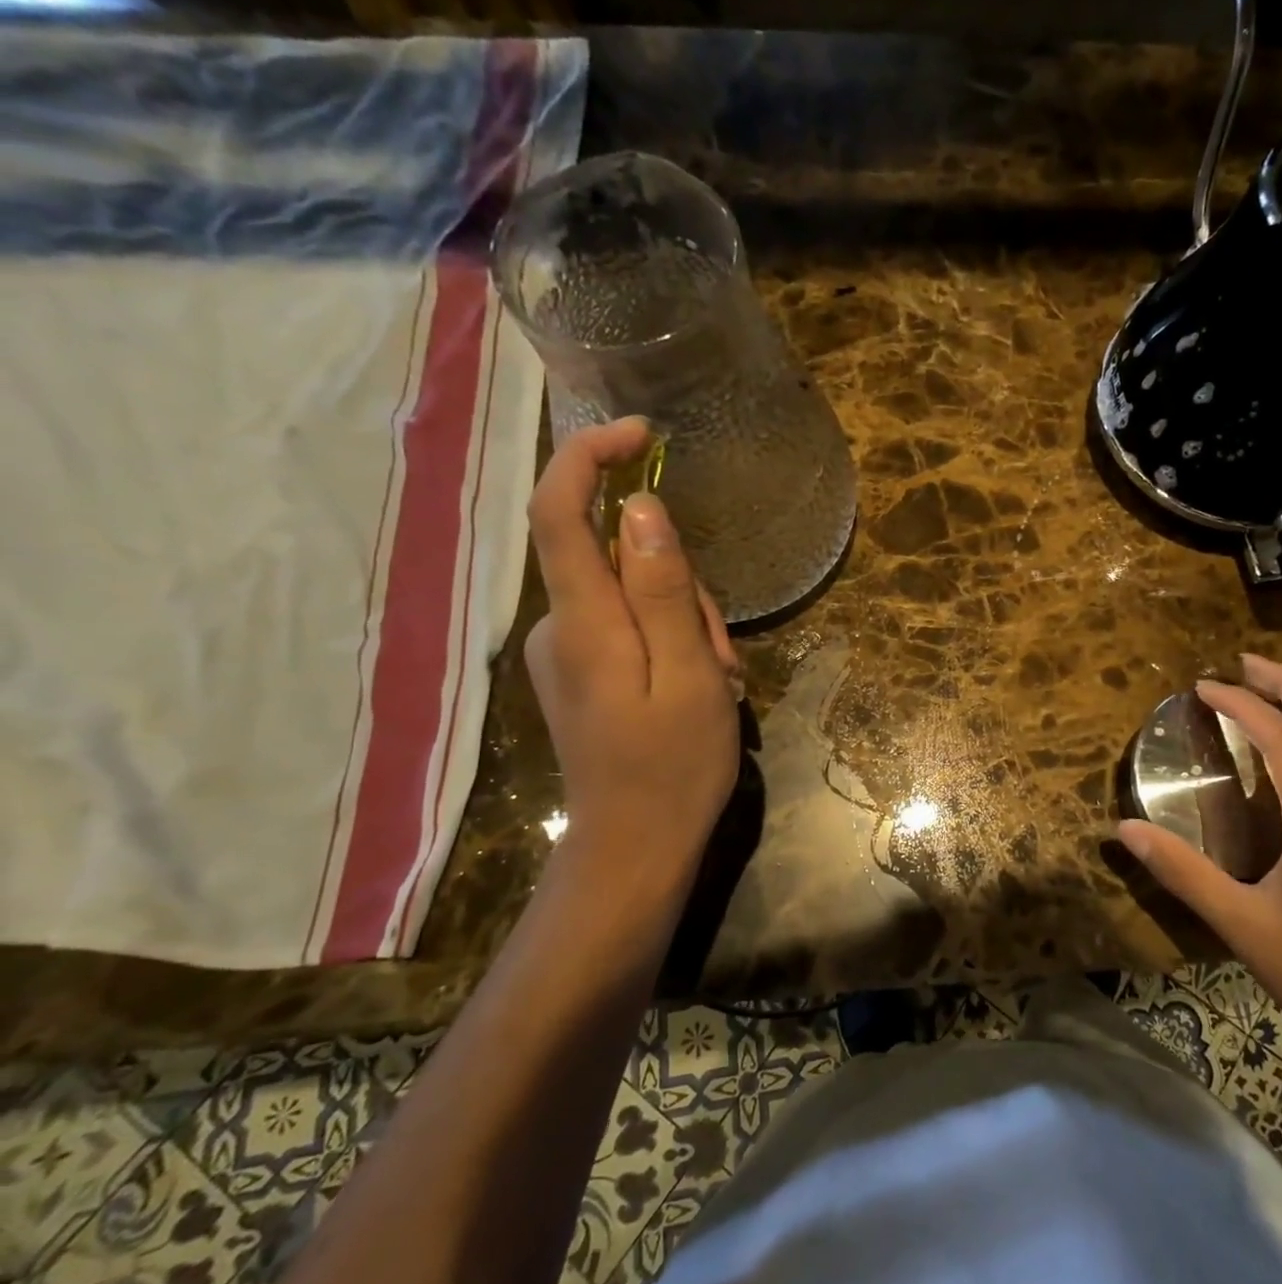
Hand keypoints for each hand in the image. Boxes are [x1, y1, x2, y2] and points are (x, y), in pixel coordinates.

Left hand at [524, 418, 741, 897]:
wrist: (634, 849)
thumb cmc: (673, 766)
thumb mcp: (691, 675)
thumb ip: (664, 591)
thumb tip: (643, 508)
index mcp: (584, 622)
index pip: (559, 512)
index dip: (590, 458)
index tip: (641, 435)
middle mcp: (560, 626)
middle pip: (618, 557)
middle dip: (680, 582)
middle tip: (719, 651)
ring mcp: (566, 651)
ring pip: (633, 593)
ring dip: (685, 620)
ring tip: (715, 679)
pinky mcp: (580, 671)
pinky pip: (629, 625)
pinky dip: (670, 640)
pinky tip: (695, 685)